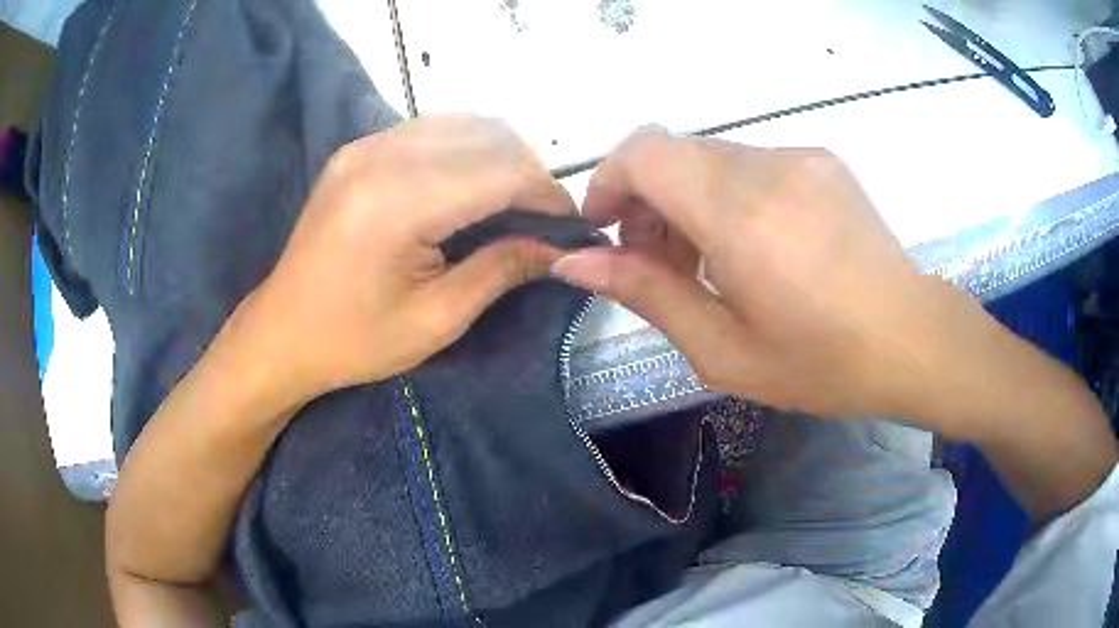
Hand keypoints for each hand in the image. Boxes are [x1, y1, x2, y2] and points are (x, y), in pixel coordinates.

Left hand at [245, 115, 572, 402]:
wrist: (281, 333)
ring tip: (514, 201)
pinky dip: (467, 148)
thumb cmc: (354, 342)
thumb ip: (501, 270)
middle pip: (488, 134)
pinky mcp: (358, 149)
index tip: (571, 226)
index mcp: (396, 203)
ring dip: (501, 155)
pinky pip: (431, 128)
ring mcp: (365, 145)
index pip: (501, 171)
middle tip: (543, 218)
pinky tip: (471, 186)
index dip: (548, 195)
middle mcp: (380, 155)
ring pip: (463, 122)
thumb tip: (559, 248)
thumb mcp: (436, 320)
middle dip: (530, 171)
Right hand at [552, 130, 980, 422]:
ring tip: (708, 260)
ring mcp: (800, 156)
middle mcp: (769, 166)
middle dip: (647, 200)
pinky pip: (749, 162)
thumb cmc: (822, 362)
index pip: (644, 152)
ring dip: (689, 199)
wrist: (913, 339)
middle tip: (660, 262)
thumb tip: (574, 263)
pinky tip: (754, 244)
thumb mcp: (723, 350)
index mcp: (742, 215)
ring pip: (710, 157)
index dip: (610, 182)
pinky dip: (728, 194)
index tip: (608, 231)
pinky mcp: (821, 159)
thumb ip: (646, 294)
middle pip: (673, 153)